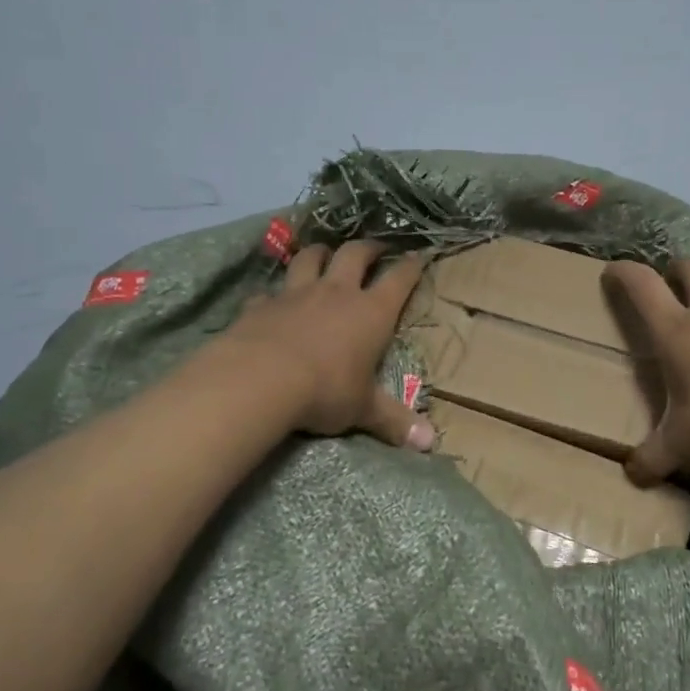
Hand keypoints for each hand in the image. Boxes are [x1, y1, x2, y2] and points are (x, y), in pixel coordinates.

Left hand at [217, 240, 435, 449]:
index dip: (411, 266)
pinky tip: (272, 300)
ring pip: (310, 258)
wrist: (259, 379)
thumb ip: (394, 421)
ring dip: (320, 252)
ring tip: (325, 253)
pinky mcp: (261, 304)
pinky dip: (274, 292)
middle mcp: (337, 293)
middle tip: (376, 247)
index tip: (419, 256)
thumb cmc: (324, 390)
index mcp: (371, 312)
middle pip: (355, 254)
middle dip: (369, 247)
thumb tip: (430, 443)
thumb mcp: (363, 409)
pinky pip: (269, 290)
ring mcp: (296, 294)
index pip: (399, 279)